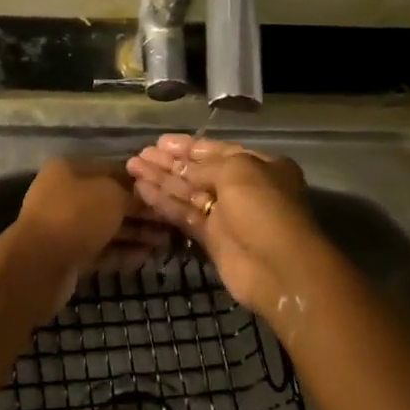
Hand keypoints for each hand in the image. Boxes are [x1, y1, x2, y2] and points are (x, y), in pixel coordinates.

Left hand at [9, 158, 170, 312]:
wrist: (40, 264)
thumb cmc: (77, 216)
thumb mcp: (112, 195)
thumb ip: (132, 193)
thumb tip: (147, 196)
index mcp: (70, 170)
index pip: (113, 170)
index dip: (141, 182)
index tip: (167, 193)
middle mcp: (66, 194)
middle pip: (112, 200)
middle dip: (142, 212)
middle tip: (172, 223)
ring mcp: (66, 226)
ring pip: (108, 227)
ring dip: (137, 234)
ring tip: (166, 243)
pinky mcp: (70, 255)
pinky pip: (102, 250)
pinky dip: (123, 252)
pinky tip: (147, 257)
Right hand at [126, 135, 325, 318]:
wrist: (277, 266)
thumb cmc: (263, 207)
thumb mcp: (237, 171)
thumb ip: (204, 166)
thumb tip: (179, 167)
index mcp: (259, 166)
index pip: (218, 150)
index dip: (188, 146)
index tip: (161, 142)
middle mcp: (243, 188)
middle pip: (199, 171)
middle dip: (170, 163)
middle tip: (140, 154)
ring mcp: (226, 214)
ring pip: (188, 192)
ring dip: (161, 180)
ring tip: (132, 167)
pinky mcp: (212, 238)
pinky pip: (184, 215)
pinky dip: (164, 203)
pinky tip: (142, 190)